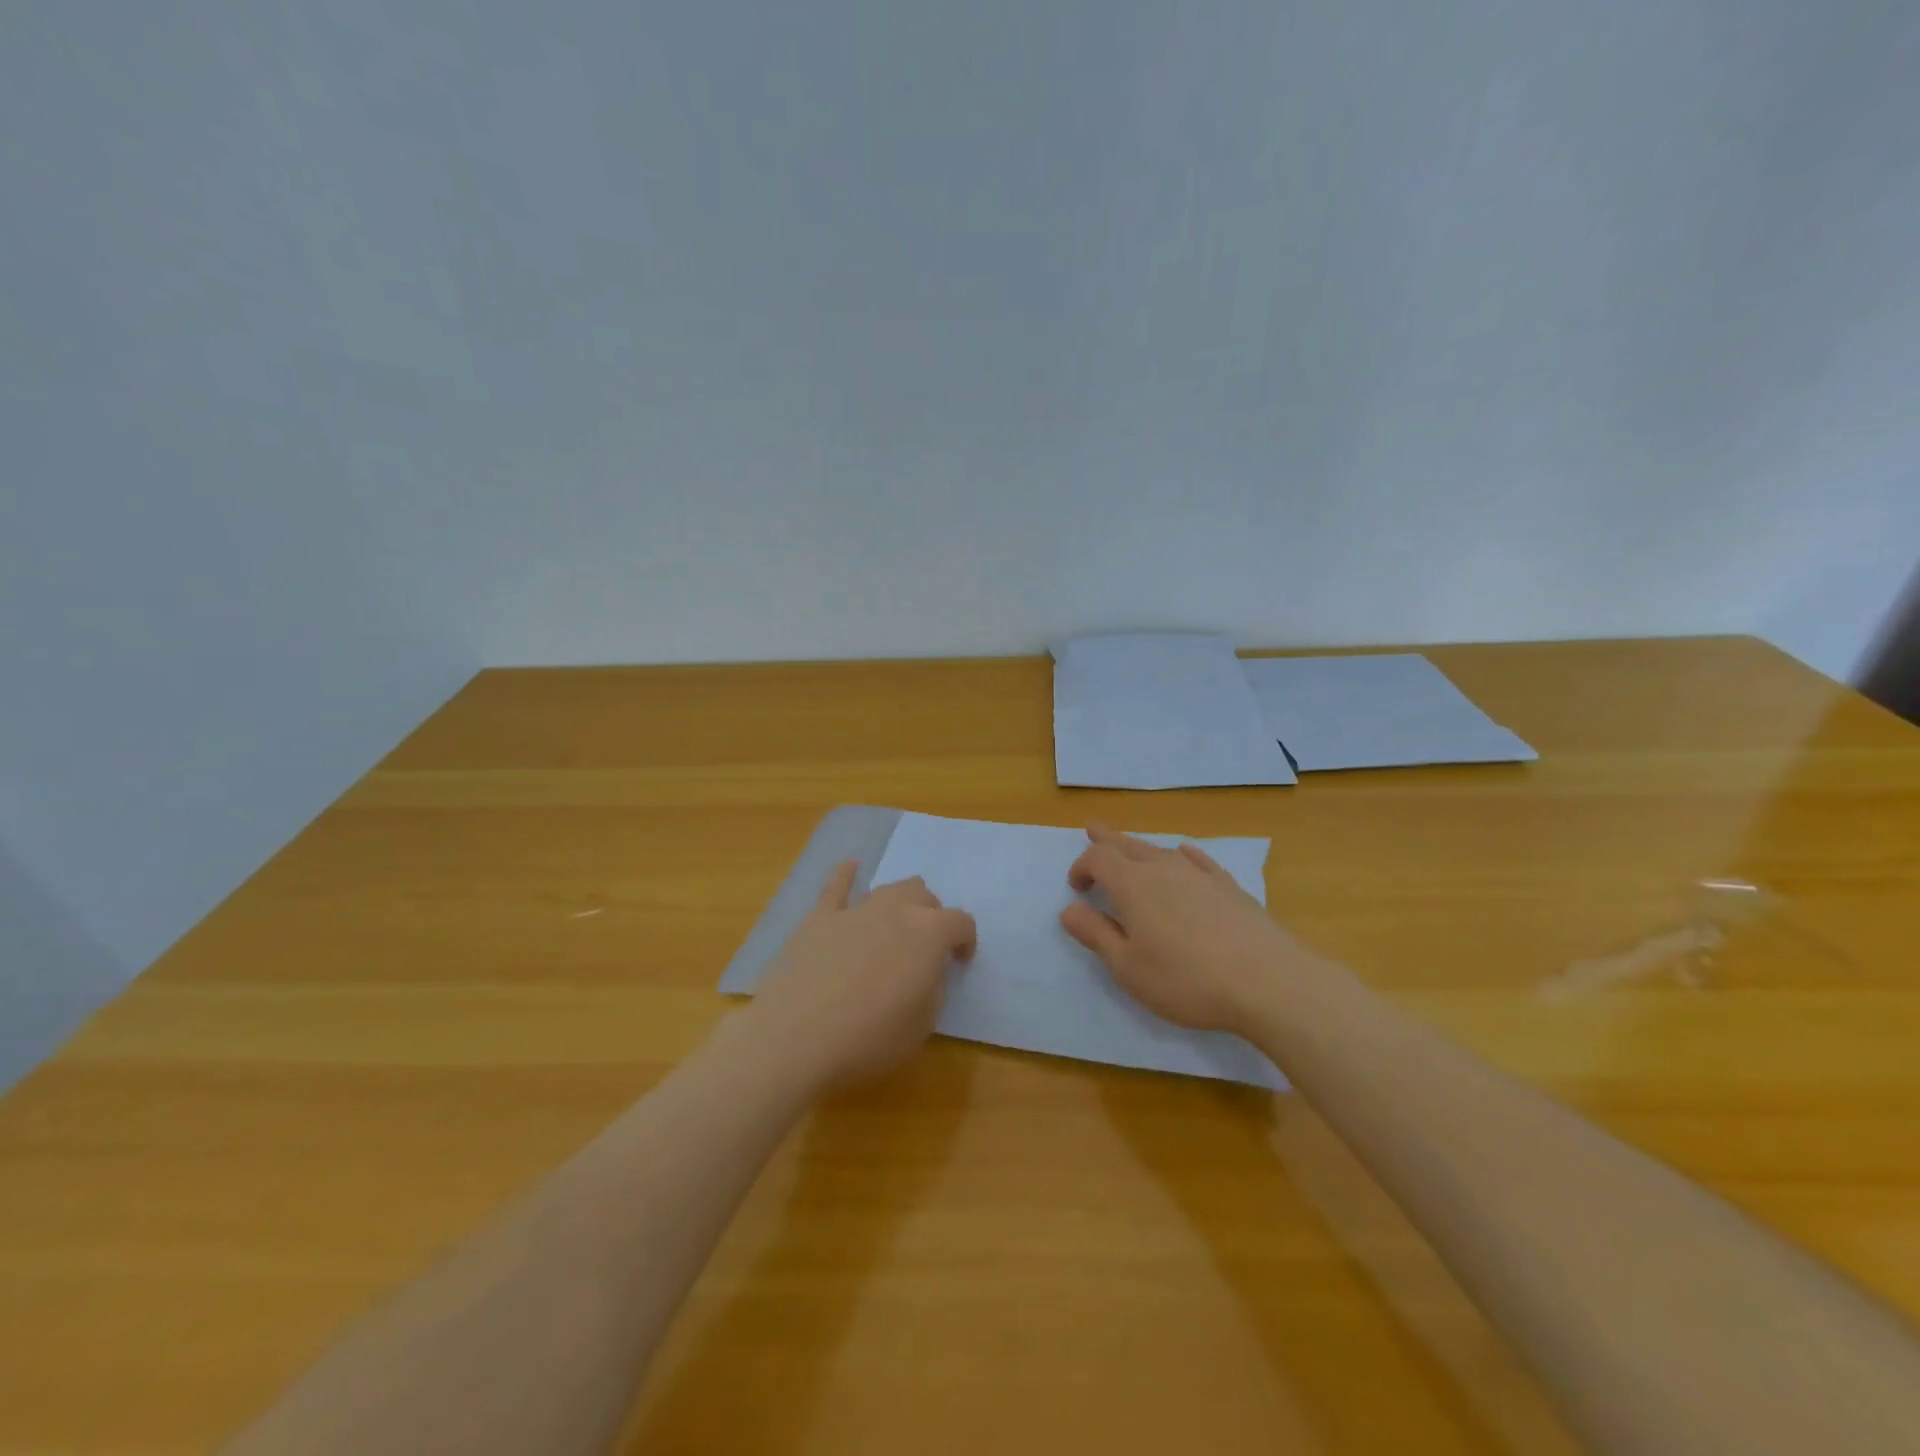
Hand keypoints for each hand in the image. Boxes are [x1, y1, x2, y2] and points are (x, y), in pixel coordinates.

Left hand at [744, 862, 976, 1089]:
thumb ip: (932, 988)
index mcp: (930, 934)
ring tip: (897, 923)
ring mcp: (856, 910)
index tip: (959, 963)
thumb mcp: (922, 1025)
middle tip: (925, 949)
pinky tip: (850, 867)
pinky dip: (846, 875)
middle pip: (924, 897)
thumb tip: (925, 973)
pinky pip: (835, 886)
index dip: (966, 941)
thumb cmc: (869, 1038)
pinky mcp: (820, 918)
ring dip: (900, 902)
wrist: (796, 1038)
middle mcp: (896, 911)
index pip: (961, 922)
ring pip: (888, 889)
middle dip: (932, 918)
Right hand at [1059, 822, 1307, 1035]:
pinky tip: (1184, 854)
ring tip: (1130, 845)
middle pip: (1128, 845)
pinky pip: (1198, 859)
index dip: (1082, 866)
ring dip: (1139, 847)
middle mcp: (1164, 869)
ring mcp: (1200, 874)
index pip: (1098, 859)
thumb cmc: (1187, 979)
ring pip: (1161, 850)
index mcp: (1133, 885)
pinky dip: (1182, 855)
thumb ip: (1096, 935)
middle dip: (1107, 840)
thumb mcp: (1128, 967)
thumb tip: (1069, 910)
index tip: (1076, 887)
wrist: (1268, 982)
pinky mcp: (1229, 886)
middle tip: (1092, 828)